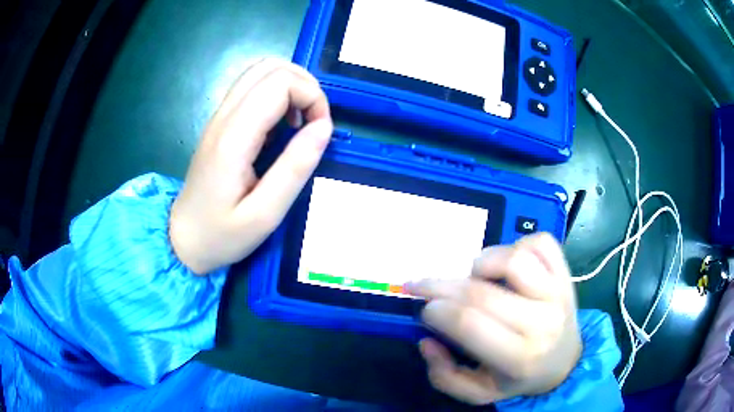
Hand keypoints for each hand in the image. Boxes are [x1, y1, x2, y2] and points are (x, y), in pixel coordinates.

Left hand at [170, 59, 332, 273]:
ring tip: (300, 122)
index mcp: (234, 138)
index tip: (321, 131)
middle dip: (304, 86)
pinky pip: (252, 88)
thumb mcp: (264, 216)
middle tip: (314, 123)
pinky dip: (277, 95)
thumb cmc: (222, 235)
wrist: (183, 239)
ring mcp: (219, 116)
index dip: (312, 97)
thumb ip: (295, 169)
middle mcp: (224, 117)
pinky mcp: (220, 122)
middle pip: (270, 67)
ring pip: (260, 71)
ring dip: (291, 87)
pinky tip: (281, 126)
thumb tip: (324, 127)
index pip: (280, 83)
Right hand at [406, 233, 581, 404]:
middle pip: (481, 292)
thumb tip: (426, 340)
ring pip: (513, 259)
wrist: (565, 362)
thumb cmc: (519, 378)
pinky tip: (507, 265)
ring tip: (475, 277)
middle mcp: (542, 321)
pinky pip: (540, 243)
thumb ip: (444, 376)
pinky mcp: (565, 273)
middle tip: (423, 286)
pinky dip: (518, 245)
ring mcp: (558, 292)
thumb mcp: (478, 392)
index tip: (424, 309)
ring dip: (482, 262)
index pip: (468, 323)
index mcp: (519, 357)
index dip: (436, 310)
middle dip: (440, 285)